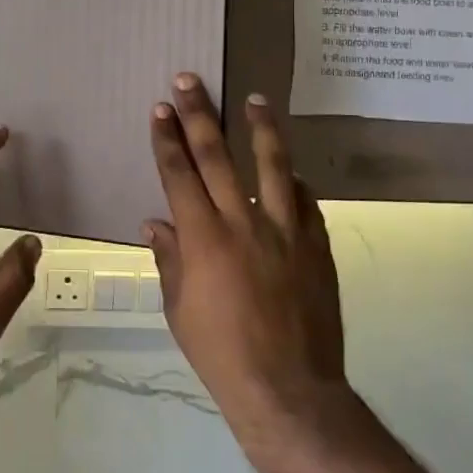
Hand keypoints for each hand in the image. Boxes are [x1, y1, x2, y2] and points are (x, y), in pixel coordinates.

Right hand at [143, 76, 350, 472]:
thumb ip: (169, 260)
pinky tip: (291, 171)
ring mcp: (285, 232)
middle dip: (200, 115)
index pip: (179, 175)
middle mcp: (243, 223)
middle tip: (190, 81)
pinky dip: (295, 182)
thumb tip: (156, 223)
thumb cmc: (222, 353)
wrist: (289, 391)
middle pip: (218, 157)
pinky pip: (306, 203)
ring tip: (257, 100)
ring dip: (261, 129)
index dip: (167, 139)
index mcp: (204, 238)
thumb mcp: (179, 310)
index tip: (160, 109)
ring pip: (273, 166)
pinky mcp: (316, 247)